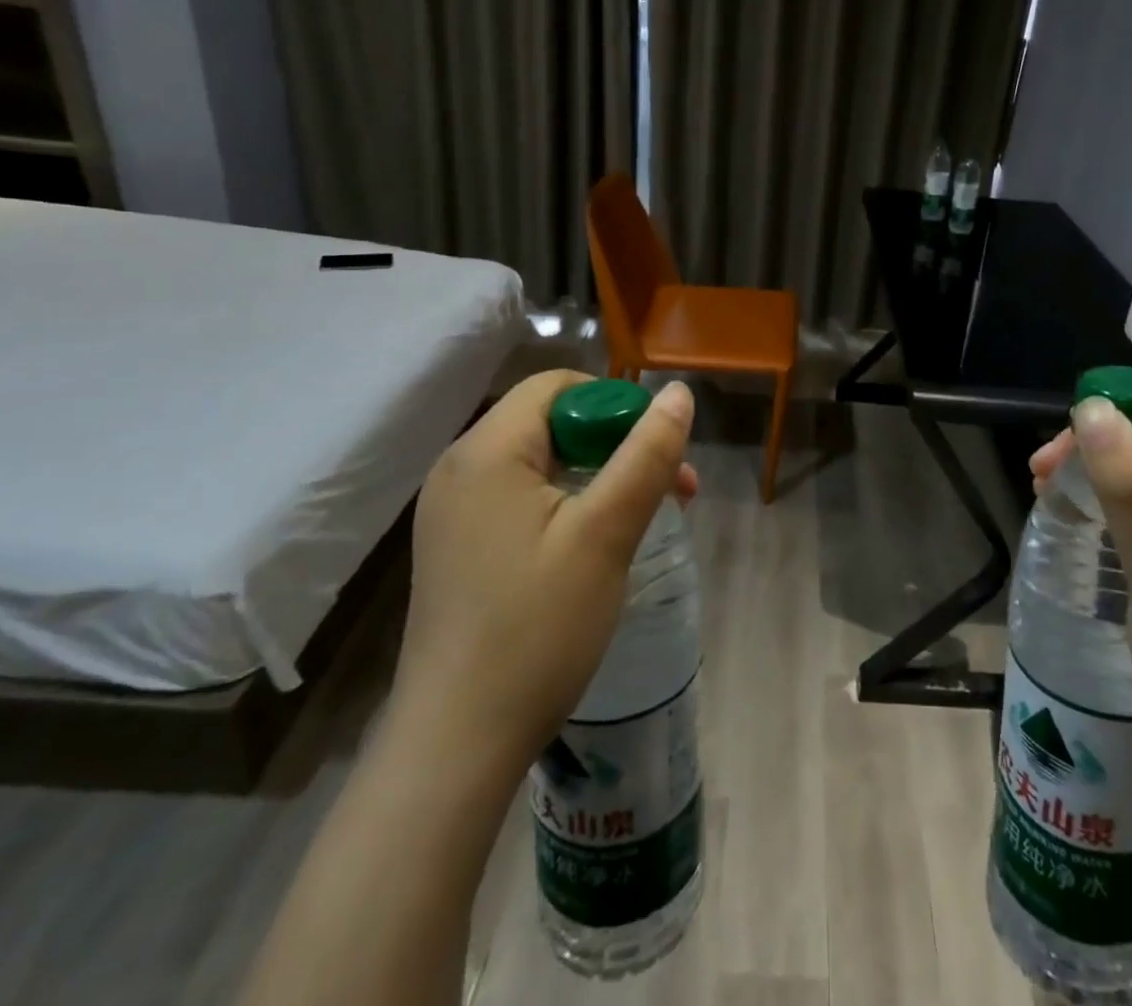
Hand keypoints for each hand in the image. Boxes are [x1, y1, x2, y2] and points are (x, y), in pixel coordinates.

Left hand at [388, 370, 697, 775]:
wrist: (456, 745)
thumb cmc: (536, 629)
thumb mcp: (605, 534)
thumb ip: (646, 456)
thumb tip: (678, 392)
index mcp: (486, 452)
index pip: (557, 386)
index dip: (616, 404)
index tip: (657, 451)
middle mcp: (459, 469)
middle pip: (551, 422)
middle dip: (616, 444)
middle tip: (671, 490)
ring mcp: (453, 511)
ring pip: (541, 463)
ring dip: (599, 476)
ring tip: (644, 518)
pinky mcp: (458, 546)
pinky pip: (522, 498)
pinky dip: (567, 504)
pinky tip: (596, 544)